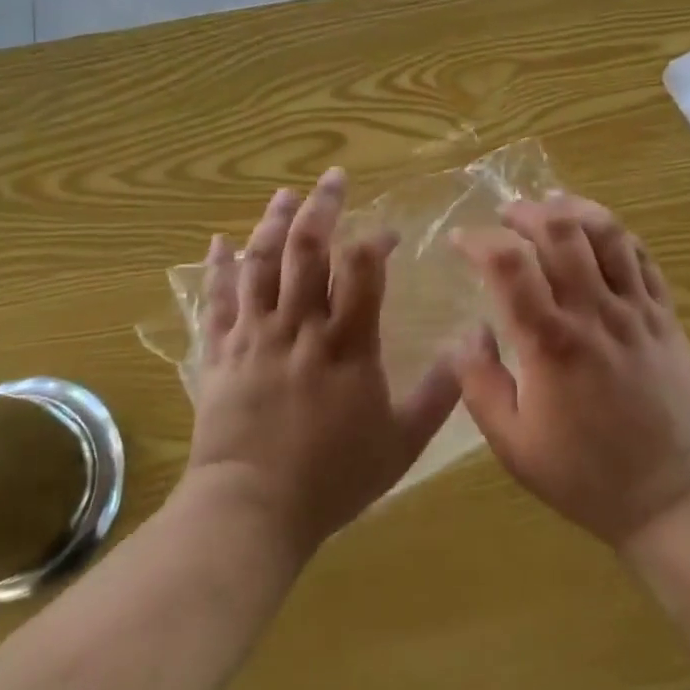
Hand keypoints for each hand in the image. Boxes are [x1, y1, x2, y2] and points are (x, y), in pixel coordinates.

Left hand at [184, 168, 460, 560]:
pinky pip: (217, 299)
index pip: (362, 268)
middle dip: (322, 207)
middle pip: (307, 250)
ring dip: (273, 223)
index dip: (375, 240)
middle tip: (334, 178)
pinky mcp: (221, 353)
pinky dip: (218, 267)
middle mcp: (298, 327)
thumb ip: (440, 393)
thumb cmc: (332, 478)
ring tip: (285, 194)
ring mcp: (254, 336)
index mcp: (346, 344)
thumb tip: (471, 348)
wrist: (251, 511)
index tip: (388, 233)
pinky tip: (219, 242)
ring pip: (261, 264)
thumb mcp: (402, 442)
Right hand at [447, 193, 689, 550]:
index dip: (477, 240)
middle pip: (561, 230)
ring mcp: (637, 311)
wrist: (673, 496)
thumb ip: (479, 383)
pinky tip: (600, 237)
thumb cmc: (585, 476)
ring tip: (553, 207)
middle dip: (526, 211)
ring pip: (609, 233)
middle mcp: (594, 313)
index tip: (460, 240)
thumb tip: (466, 331)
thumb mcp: (513, 444)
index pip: (507, 264)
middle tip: (507, 216)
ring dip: (575, 209)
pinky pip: (644, 258)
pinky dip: (617, 235)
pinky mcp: (667, 317)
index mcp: (550, 342)